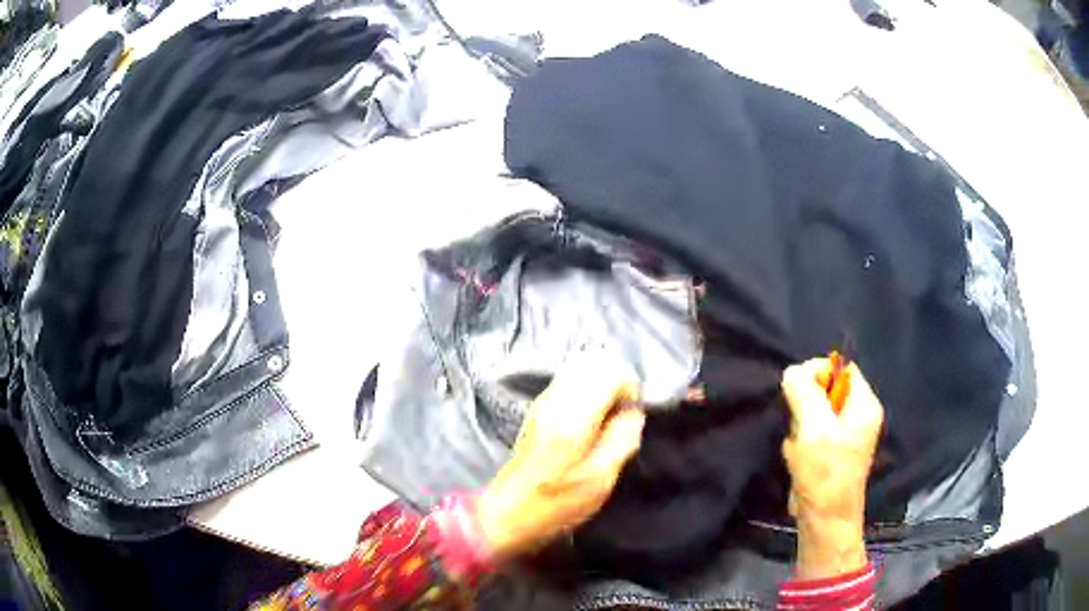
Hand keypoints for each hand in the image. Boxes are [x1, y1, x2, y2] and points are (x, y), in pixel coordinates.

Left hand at [476, 356, 644, 559]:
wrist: (507, 513)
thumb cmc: (557, 503)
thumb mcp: (601, 479)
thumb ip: (624, 439)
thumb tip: (634, 412)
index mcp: (574, 417)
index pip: (611, 375)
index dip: (629, 391)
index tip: (630, 418)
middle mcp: (555, 400)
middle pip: (594, 365)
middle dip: (614, 384)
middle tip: (620, 416)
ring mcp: (542, 402)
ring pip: (579, 370)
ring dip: (599, 386)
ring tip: (604, 419)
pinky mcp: (536, 410)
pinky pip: (567, 383)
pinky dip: (584, 391)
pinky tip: (587, 421)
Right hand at [781, 358, 883, 578]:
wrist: (824, 522)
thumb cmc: (824, 474)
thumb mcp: (813, 428)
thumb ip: (804, 392)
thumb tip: (793, 372)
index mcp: (864, 405)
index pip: (843, 368)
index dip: (818, 372)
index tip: (796, 389)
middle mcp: (859, 417)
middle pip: (828, 390)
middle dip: (806, 405)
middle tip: (799, 426)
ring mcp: (846, 436)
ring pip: (815, 413)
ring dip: (800, 427)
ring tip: (798, 448)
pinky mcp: (832, 453)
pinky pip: (812, 433)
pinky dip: (801, 443)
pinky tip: (797, 459)